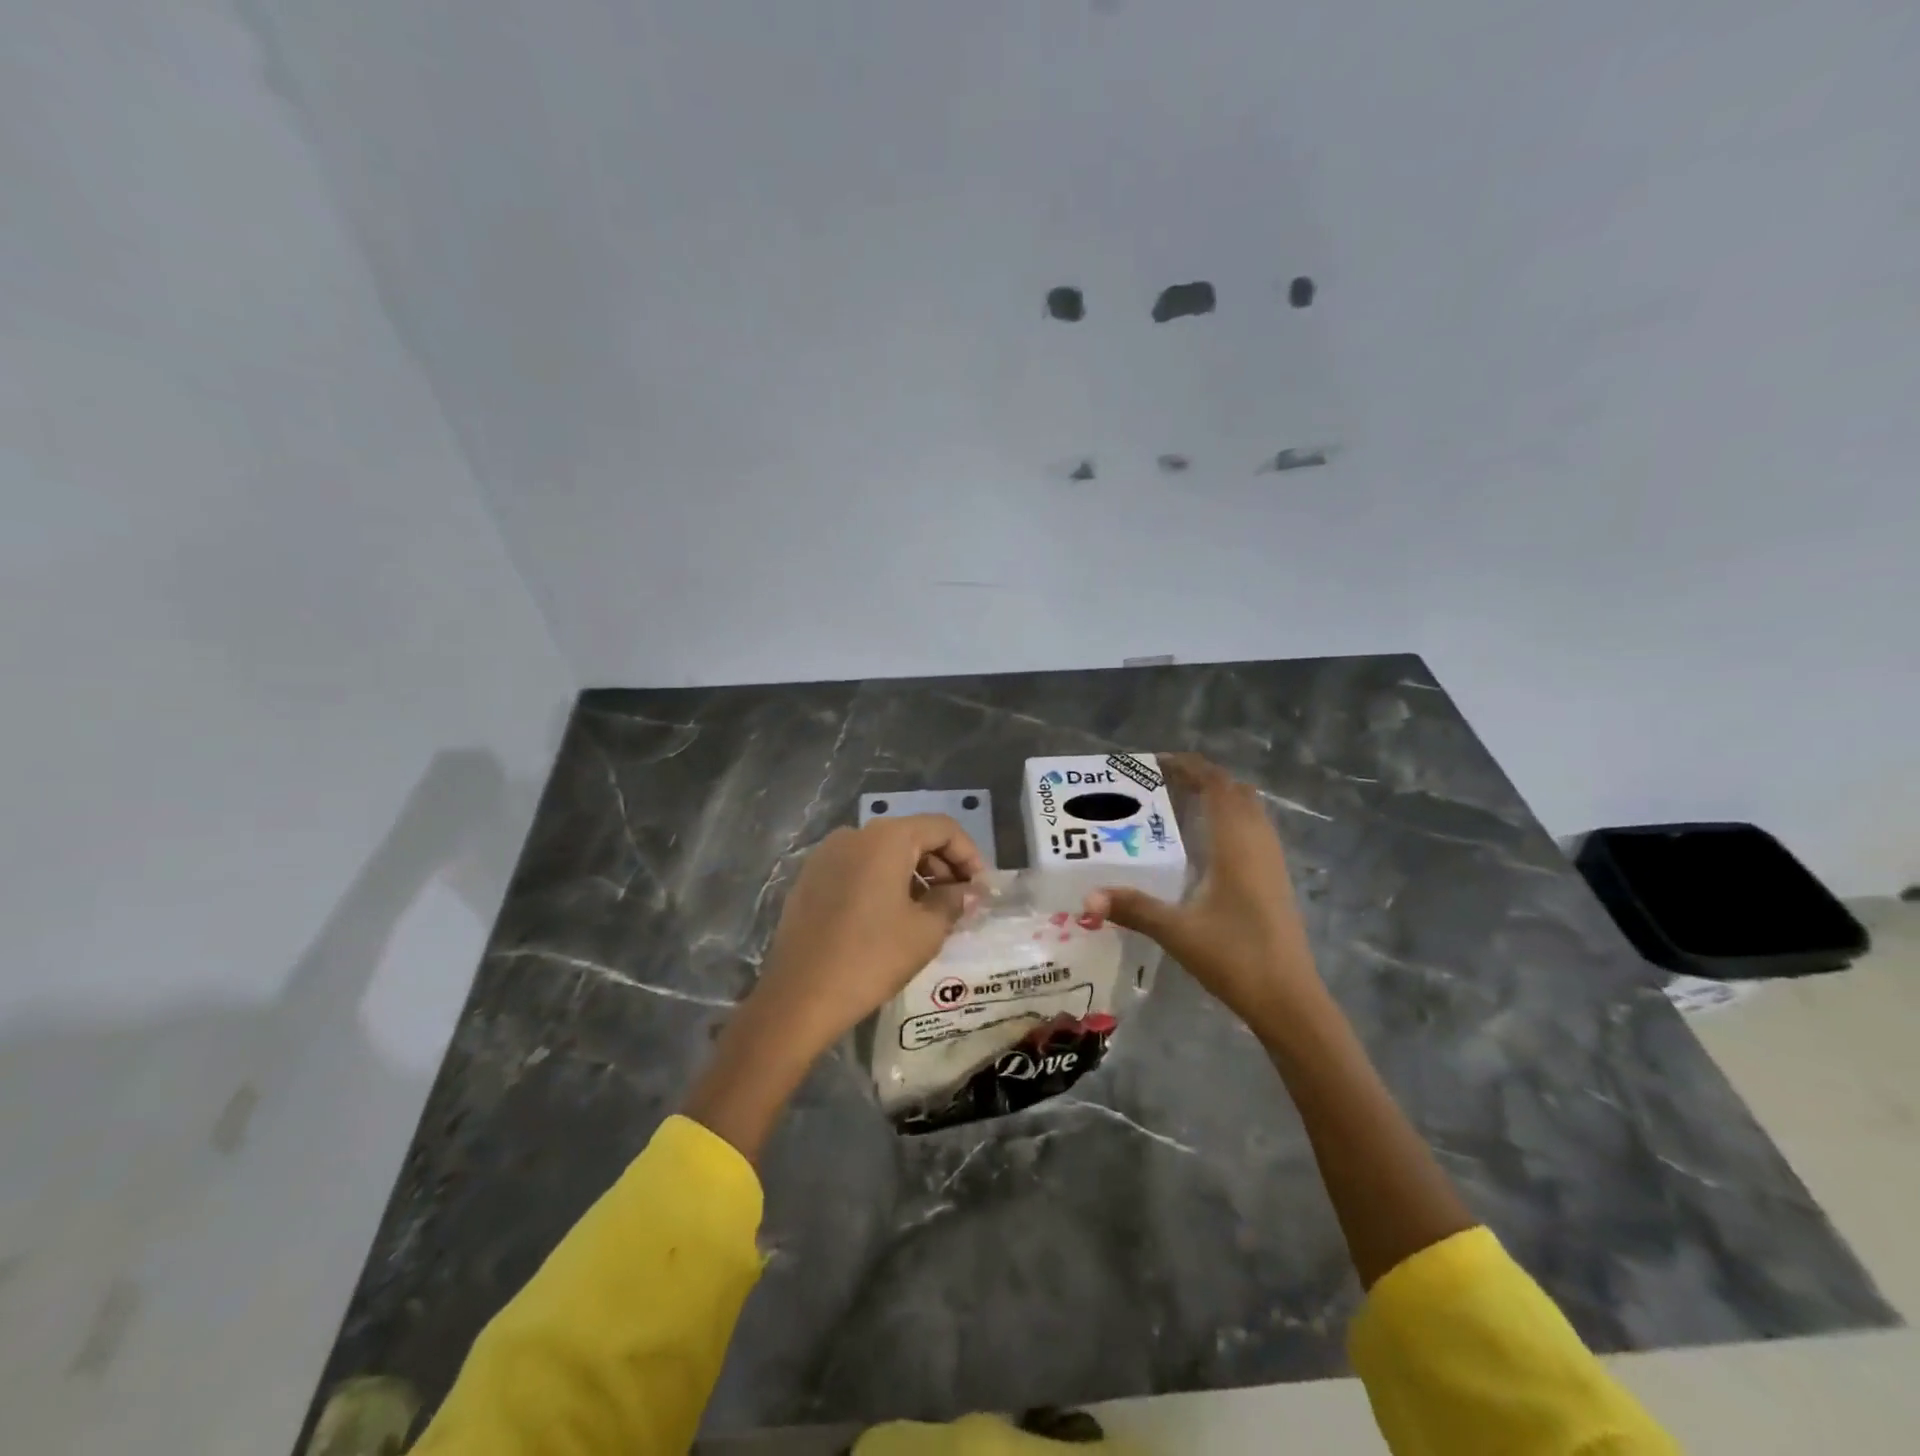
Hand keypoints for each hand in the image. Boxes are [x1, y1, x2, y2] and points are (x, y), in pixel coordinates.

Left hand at [755, 814, 984, 1053]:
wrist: (799, 997)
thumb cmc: (871, 958)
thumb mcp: (925, 931)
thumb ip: (953, 902)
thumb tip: (968, 892)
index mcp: (886, 838)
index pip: (942, 828)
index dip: (969, 855)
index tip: (980, 889)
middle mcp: (854, 834)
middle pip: (912, 836)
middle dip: (941, 865)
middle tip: (958, 903)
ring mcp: (826, 855)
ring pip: (883, 853)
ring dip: (913, 875)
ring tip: (928, 913)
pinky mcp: (809, 878)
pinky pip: (858, 868)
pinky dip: (883, 883)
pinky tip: (890, 918)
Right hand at [1084, 754, 1323, 1031]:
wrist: (1290, 1000)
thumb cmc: (1235, 957)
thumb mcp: (1177, 932)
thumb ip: (1133, 909)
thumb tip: (1087, 897)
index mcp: (1237, 845)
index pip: (1217, 786)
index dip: (1190, 767)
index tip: (1157, 763)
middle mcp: (1258, 844)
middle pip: (1236, 792)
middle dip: (1203, 779)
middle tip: (1163, 784)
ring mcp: (1272, 862)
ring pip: (1249, 811)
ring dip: (1219, 798)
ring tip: (1180, 805)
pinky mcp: (1276, 880)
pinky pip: (1254, 831)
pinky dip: (1230, 820)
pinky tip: (1205, 844)